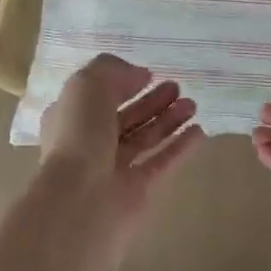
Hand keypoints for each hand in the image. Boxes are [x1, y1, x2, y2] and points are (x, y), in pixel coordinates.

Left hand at [37, 54, 206, 263]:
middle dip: (151, 101)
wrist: (79, 200)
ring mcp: (113, 168)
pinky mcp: (136, 190)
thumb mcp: (87, 85)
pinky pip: (161, 163)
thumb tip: (139, 75)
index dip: (123, 83)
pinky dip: (179, 148)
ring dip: (168, 120)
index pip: (98, 96)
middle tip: (177, 88)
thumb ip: (113, 70)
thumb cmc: (78, 134)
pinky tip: (200, 132)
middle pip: (126, 117)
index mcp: (71, 117)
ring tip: (193, 105)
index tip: (150, 74)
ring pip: (145, 138)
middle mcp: (90, 142)